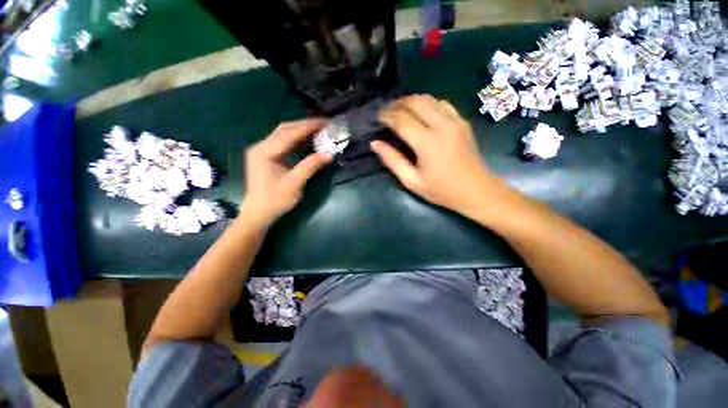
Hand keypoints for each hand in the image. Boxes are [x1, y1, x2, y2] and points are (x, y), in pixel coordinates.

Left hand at [241, 119, 331, 226]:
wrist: (258, 214)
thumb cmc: (275, 201)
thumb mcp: (294, 184)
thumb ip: (310, 166)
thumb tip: (329, 154)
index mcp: (264, 152)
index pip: (289, 133)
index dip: (308, 126)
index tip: (325, 122)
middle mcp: (261, 147)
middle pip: (285, 129)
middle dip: (305, 125)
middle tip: (324, 124)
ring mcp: (262, 151)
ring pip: (283, 134)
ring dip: (301, 131)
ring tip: (319, 130)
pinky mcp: (266, 156)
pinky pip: (282, 142)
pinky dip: (296, 139)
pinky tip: (307, 140)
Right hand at [372, 94, 500, 213]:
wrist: (477, 190)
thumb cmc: (442, 190)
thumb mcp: (412, 181)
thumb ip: (393, 160)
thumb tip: (375, 143)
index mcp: (428, 142)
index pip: (402, 120)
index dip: (386, 116)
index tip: (377, 117)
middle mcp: (442, 125)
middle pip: (415, 102)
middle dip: (397, 104)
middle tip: (386, 112)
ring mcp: (455, 121)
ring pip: (429, 99)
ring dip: (411, 101)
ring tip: (400, 111)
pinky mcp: (463, 122)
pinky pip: (442, 104)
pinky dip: (427, 104)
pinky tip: (421, 114)